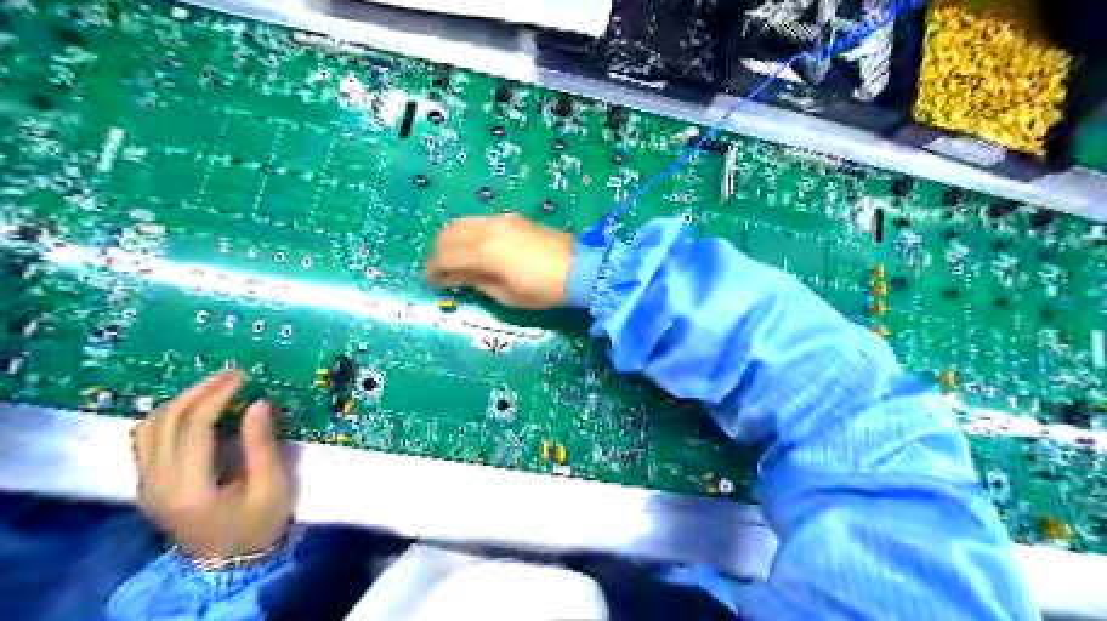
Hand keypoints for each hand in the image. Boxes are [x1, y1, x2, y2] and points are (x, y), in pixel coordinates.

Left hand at [128, 371, 291, 554]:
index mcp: (188, 488)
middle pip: (164, 422)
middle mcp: (156, 485)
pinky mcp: (148, 485)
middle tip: (232, 375)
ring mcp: (146, 485)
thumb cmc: (258, 525)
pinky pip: (147, 440)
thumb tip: (259, 403)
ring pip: (148, 428)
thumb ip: (262, 445)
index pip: (192, 428)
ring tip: (215, 387)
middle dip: (198, 391)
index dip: (216, 396)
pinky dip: (169, 417)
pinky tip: (195, 410)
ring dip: (181, 401)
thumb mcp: (272, 487)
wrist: (230, 564)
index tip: (242, 377)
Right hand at [424, 213, 575, 308]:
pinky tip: (474, 249)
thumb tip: (456, 277)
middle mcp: (486, 229)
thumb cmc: (541, 289)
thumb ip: (476, 281)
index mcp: (483, 252)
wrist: (577, 268)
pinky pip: (477, 221)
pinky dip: (466, 233)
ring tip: (455, 260)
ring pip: (460, 223)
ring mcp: (499, 220)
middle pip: (447, 235)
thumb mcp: (505, 294)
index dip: (433, 270)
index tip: (433, 282)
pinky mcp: (510, 218)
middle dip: (437, 253)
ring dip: (450, 240)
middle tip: (440, 272)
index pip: (443, 255)